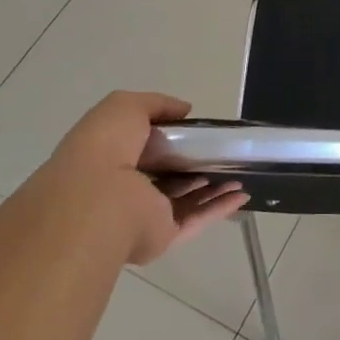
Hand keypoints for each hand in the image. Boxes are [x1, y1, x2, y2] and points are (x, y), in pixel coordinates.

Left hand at [43, 91, 248, 265]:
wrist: (97, 199)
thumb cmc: (104, 147)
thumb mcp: (124, 106)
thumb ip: (156, 104)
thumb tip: (184, 110)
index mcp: (108, 159)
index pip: (141, 148)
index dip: (168, 137)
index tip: (195, 129)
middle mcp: (124, 189)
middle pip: (166, 176)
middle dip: (192, 165)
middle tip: (222, 152)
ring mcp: (143, 215)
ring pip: (184, 199)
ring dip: (212, 187)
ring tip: (240, 172)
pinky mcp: (162, 235)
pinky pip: (196, 220)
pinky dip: (220, 208)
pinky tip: (242, 194)